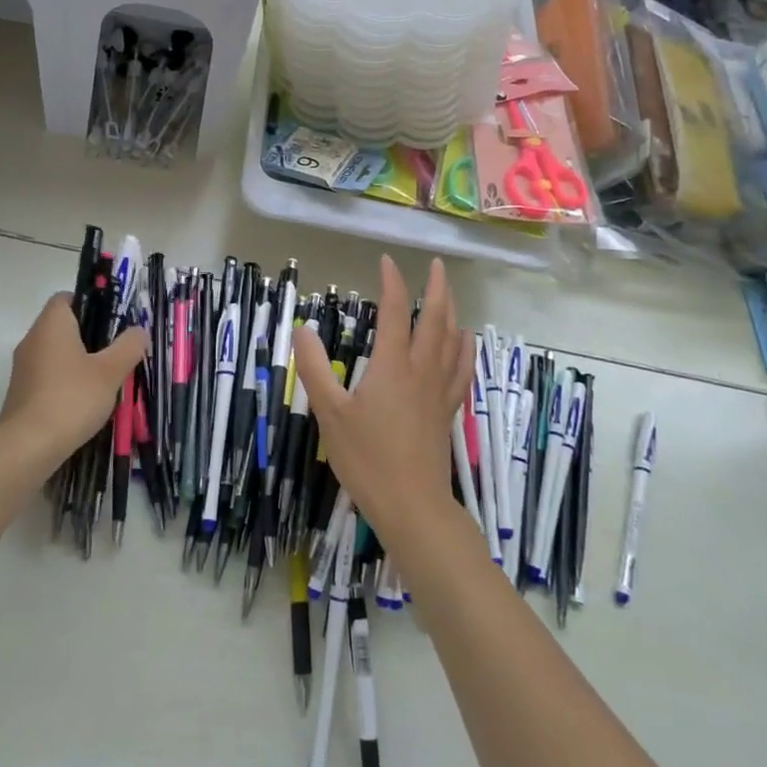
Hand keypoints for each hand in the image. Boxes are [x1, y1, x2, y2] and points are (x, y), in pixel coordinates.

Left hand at [0, 294, 147, 469]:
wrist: (28, 447)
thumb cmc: (71, 398)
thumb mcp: (110, 371)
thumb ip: (128, 346)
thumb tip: (139, 330)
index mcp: (51, 325)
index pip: (65, 298)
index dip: (89, 302)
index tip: (112, 319)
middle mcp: (32, 340)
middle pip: (62, 325)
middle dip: (90, 334)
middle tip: (118, 348)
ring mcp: (24, 368)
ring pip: (56, 352)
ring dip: (79, 360)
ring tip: (107, 376)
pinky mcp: (23, 393)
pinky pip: (49, 375)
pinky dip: (67, 380)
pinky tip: (86, 399)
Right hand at [293, 256, 474, 550]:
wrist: (412, 505)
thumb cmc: (367, 459)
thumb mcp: (330, 414)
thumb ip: (315, 369)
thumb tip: (301, 328)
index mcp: (393, 366)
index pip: (395, 312)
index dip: (392, 283)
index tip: (386, 261)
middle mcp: (421, 370)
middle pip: (436, 319)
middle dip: (436, 288)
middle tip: (436, 265)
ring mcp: (439, 390)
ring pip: (453, 340)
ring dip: (452, 312)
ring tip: (449, 294)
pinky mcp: (447, 410)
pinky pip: (462, 369)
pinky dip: (465, 348)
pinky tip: (465, 341)